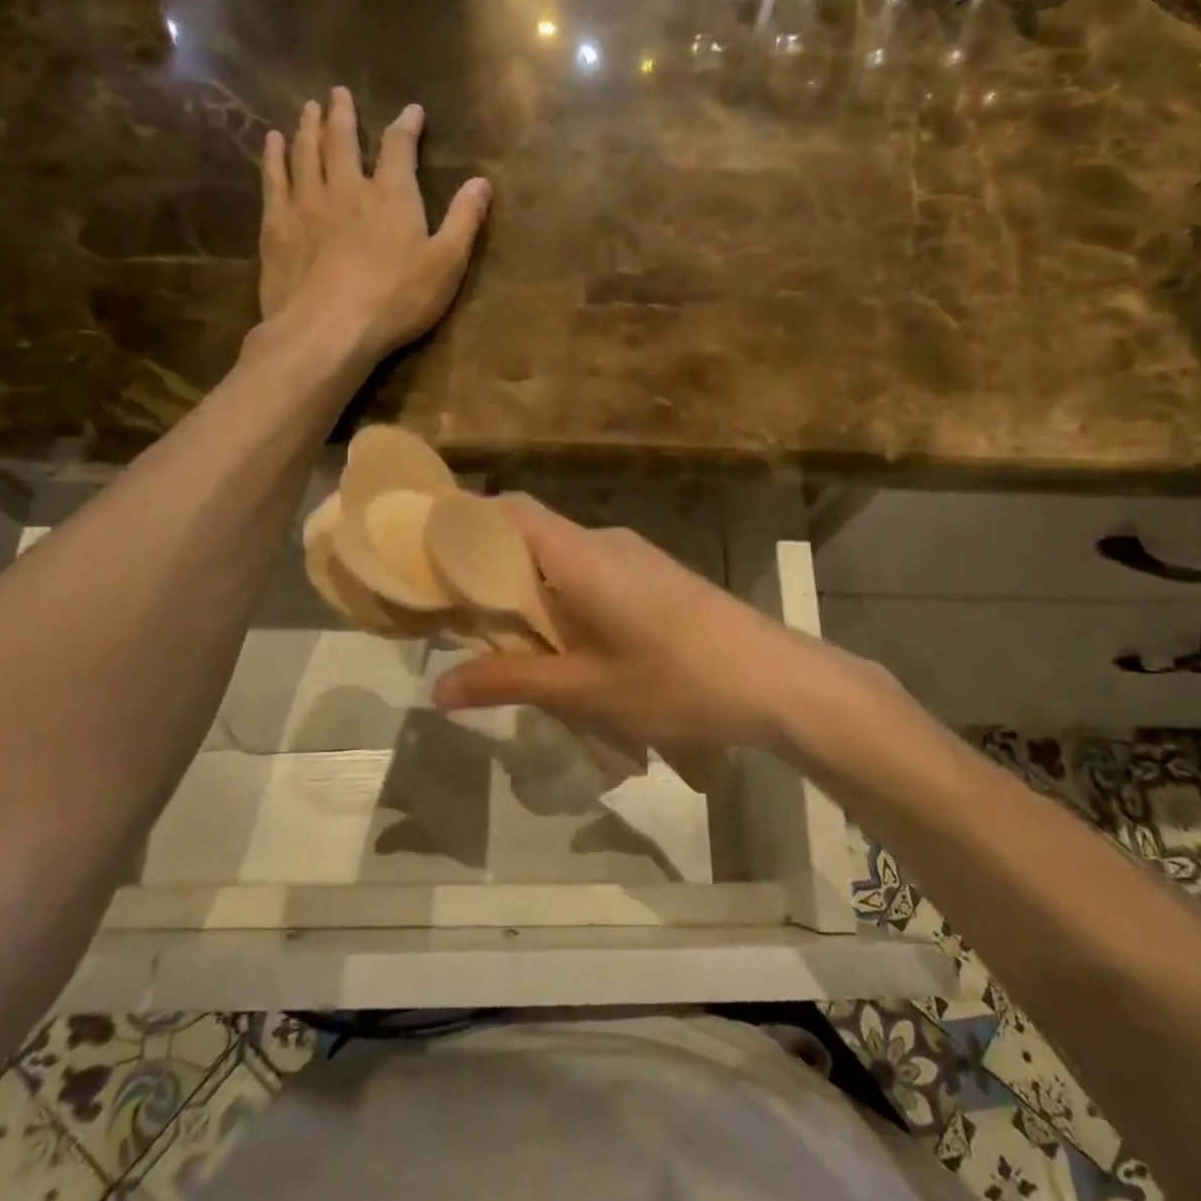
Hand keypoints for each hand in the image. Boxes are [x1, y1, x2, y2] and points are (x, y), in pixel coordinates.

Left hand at [259, 87, 490, 362]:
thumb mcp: (446, 265)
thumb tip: (482, 182)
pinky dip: (274, 156)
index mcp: (391, 195)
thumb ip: (464, 221)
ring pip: (306, 152)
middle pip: (342, 140)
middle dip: (343, 114)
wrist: (328, 329)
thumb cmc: (396, 300)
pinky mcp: (277, 225)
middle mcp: (346, 187)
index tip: (412, 111)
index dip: (406, 126)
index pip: (399, 148)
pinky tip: (272, 142)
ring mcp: (306, 203)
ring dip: (309, 127)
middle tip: (338, 93)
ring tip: (308, 108)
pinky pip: (273, 178)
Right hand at [432, 496, 859, 759]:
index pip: (509, 510)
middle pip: (530, 536)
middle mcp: (604, 542)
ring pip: (561, 560)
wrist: (776, 679)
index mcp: (581, 554)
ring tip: (504, 645)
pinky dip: (562, 601)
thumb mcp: (587, 690)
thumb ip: (511, 682)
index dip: (463, 521)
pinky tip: (564, 650)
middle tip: (453, 615)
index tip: (424, 552)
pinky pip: (591, 575)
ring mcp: (635, 558)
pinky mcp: (655, 578)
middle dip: (488, 570)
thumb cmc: (678, 680)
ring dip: (528, 593)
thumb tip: (438, 688)